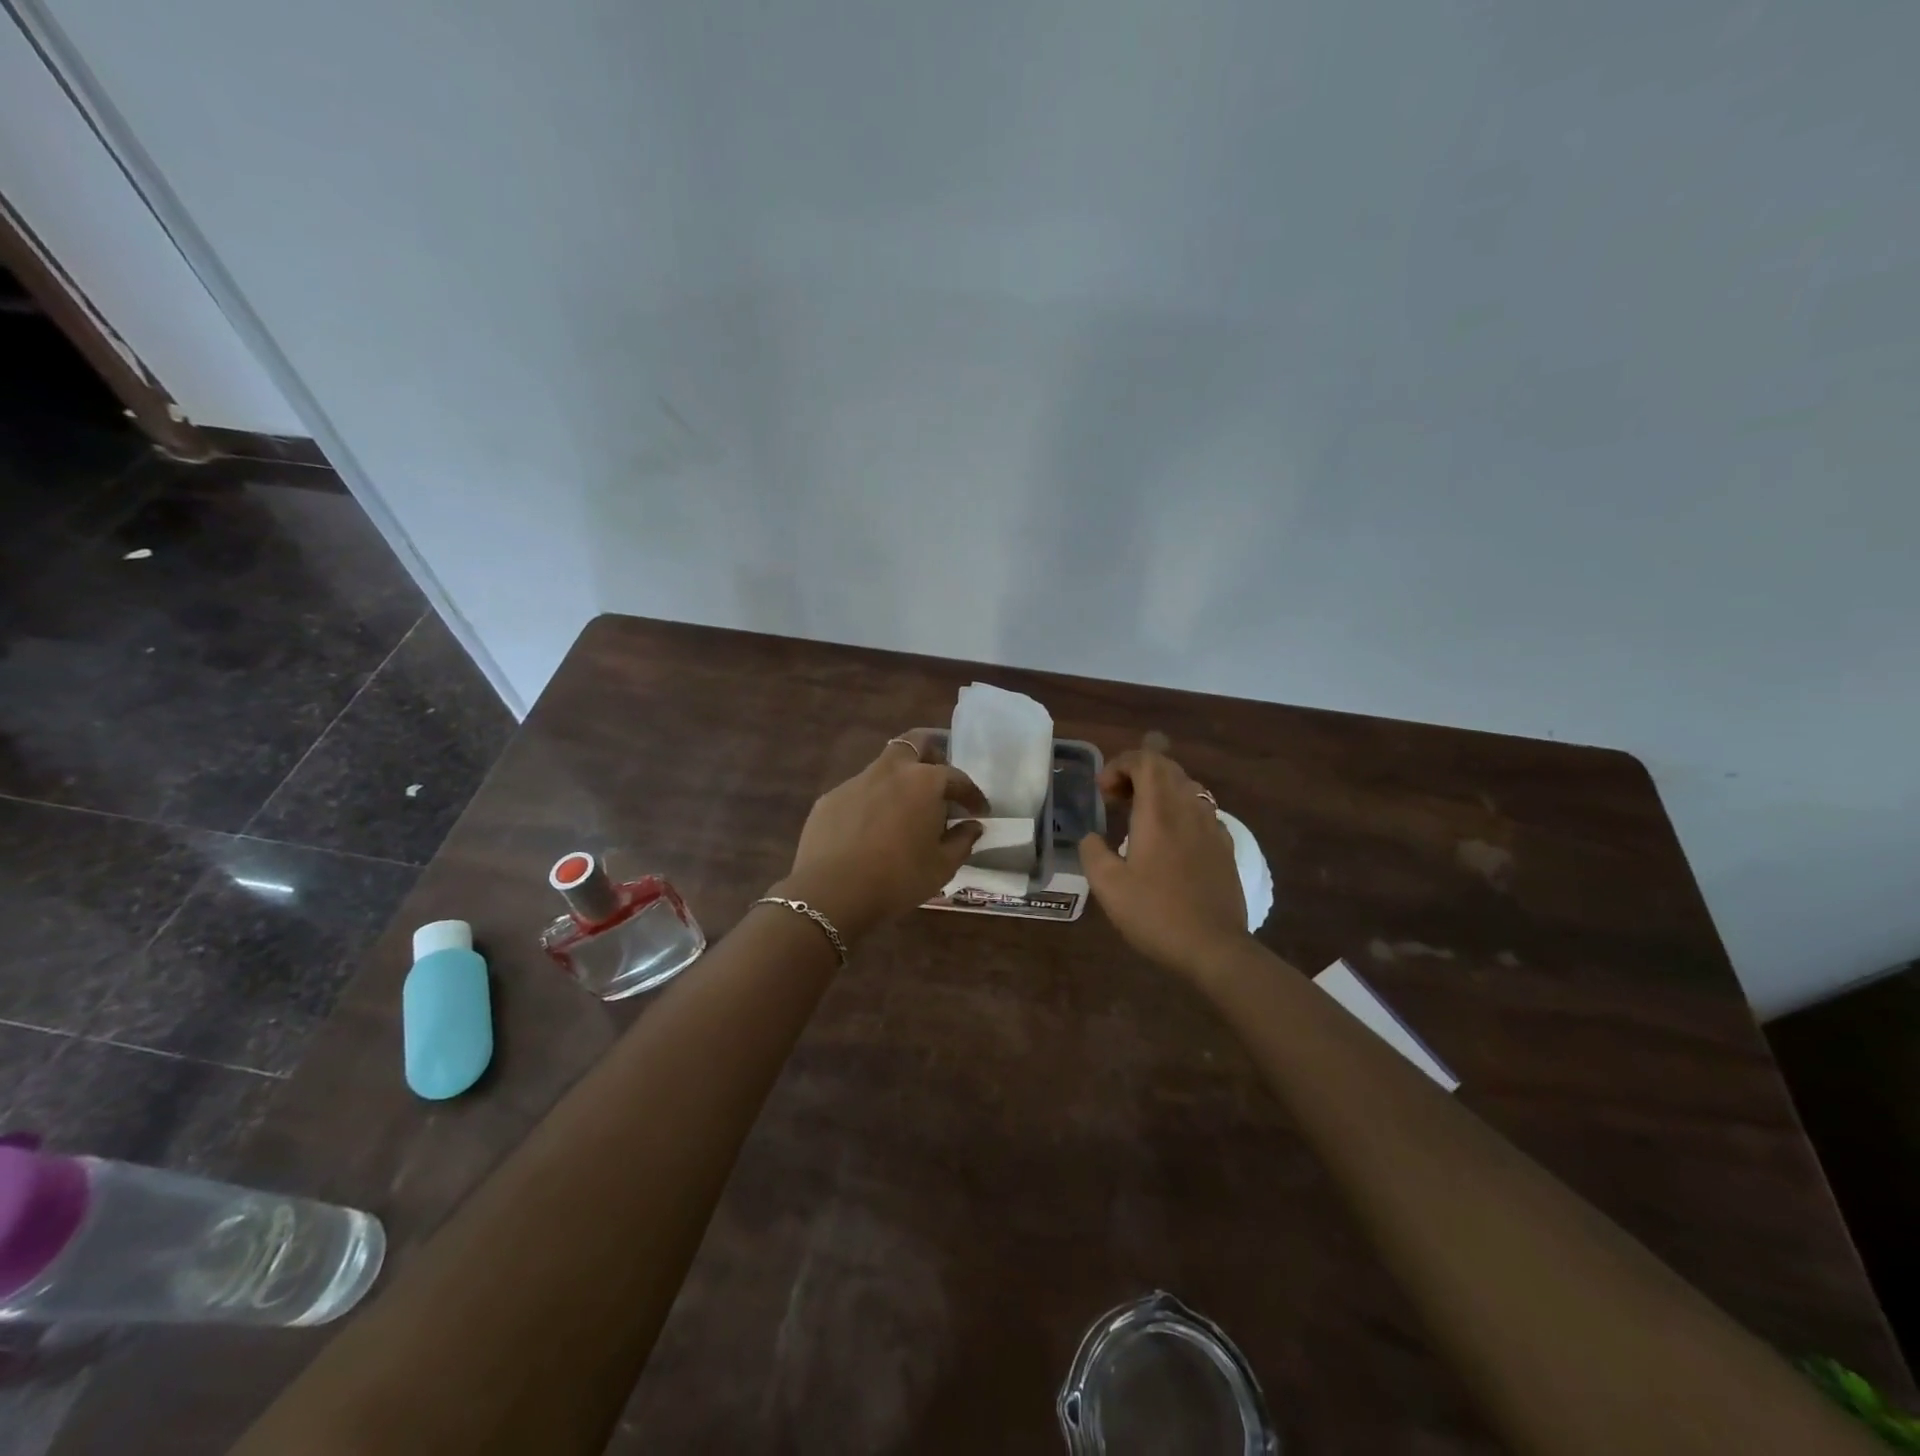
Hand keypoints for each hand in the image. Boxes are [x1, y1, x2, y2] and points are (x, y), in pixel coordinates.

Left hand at [775, 731, 987, 943]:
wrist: (832, 892)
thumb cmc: (898, 878)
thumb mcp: (942, 867)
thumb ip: (962, 841)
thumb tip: (972, 826)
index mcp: (923, 782)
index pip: (956, 777)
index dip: (972, 794)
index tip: (979, 811)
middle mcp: (890, 770)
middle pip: (915, 742)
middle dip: (933, 752)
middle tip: (940, 779)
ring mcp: (855, 781)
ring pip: (884, 767)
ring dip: (900, 780)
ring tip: (907, 810)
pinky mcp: (829, 799)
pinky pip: (859, 792)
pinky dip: (873, 802)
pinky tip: (872, 828)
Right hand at [1079, 749, 1250, 976]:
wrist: (1214, 947)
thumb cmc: (1155, 913)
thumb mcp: (1108, 886)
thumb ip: (1092, 852)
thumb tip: (1091, 837)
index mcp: (1159, 812)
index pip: (1146, 760)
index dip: (1120, 764)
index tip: (1103, 792)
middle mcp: (1188, 809)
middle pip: (1167, 768)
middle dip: (1137, 773)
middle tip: (1115, 800)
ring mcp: (1212, 827)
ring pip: (1187, 787)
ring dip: (1159, 790)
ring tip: (1139, 816)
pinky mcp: (1225, 847)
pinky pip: (1202, 811)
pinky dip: (1180, 810)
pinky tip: (1170, 839)